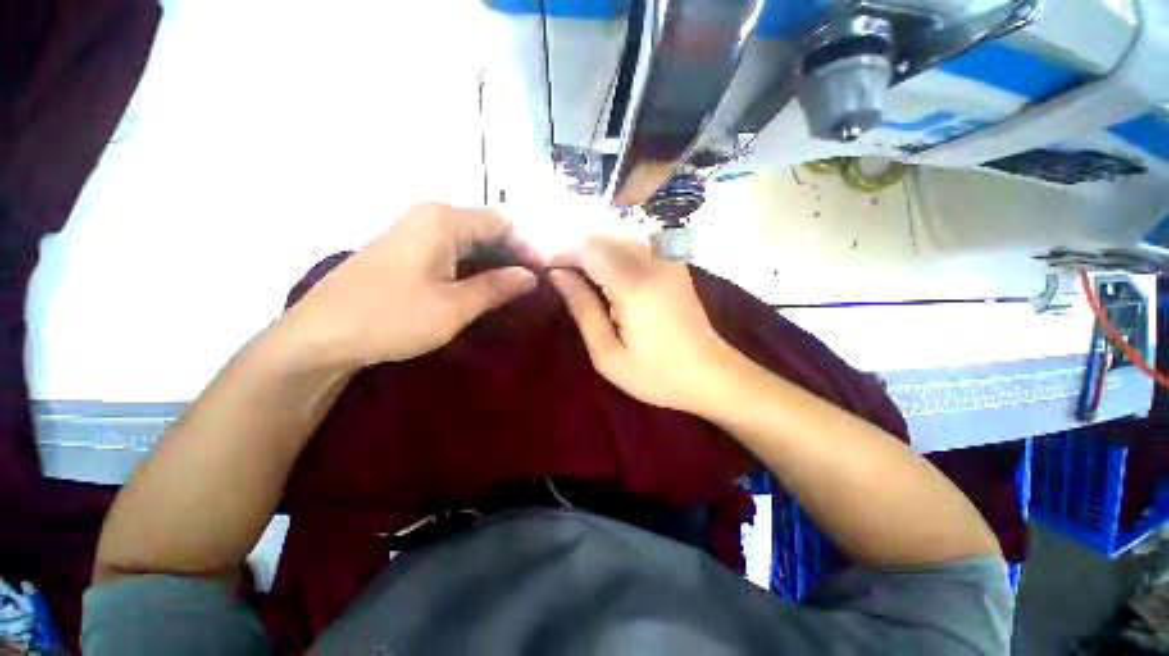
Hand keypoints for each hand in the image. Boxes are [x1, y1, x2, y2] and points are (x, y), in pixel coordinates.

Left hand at [282, 203, 539, 367]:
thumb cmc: (390, 318)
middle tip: (537, 281)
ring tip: (519, 284)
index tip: (548, 271)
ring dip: (498, 259)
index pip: (503, 221)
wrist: (320, 334)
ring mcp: (417, 230)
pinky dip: (478, 264)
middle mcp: (431, 216)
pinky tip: (488, 283)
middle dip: (516, 252)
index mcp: (444, 221)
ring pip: (473, 238)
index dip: (530, 245)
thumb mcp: (453, 307)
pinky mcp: (409, 248)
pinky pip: (456, 248)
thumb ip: (497, 287)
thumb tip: (532, 276)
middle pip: (488, 226)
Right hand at [548, 236, 738, 414]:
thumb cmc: (656, 374)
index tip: (547, 268)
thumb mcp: (608, 354)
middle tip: (561, 271)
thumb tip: (558, 275)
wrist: (711, 374)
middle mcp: (653, 263)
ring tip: (579, 272)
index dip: (563, 252)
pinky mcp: (675, 264)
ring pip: (620, 234)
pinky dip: (615, 249)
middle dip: (576, 247)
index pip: (589, 248)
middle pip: (604, 235)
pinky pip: (637, 243)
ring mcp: (668, 260)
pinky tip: (607, 271)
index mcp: (634, 287)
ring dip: (595, 247)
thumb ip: (582, 309)